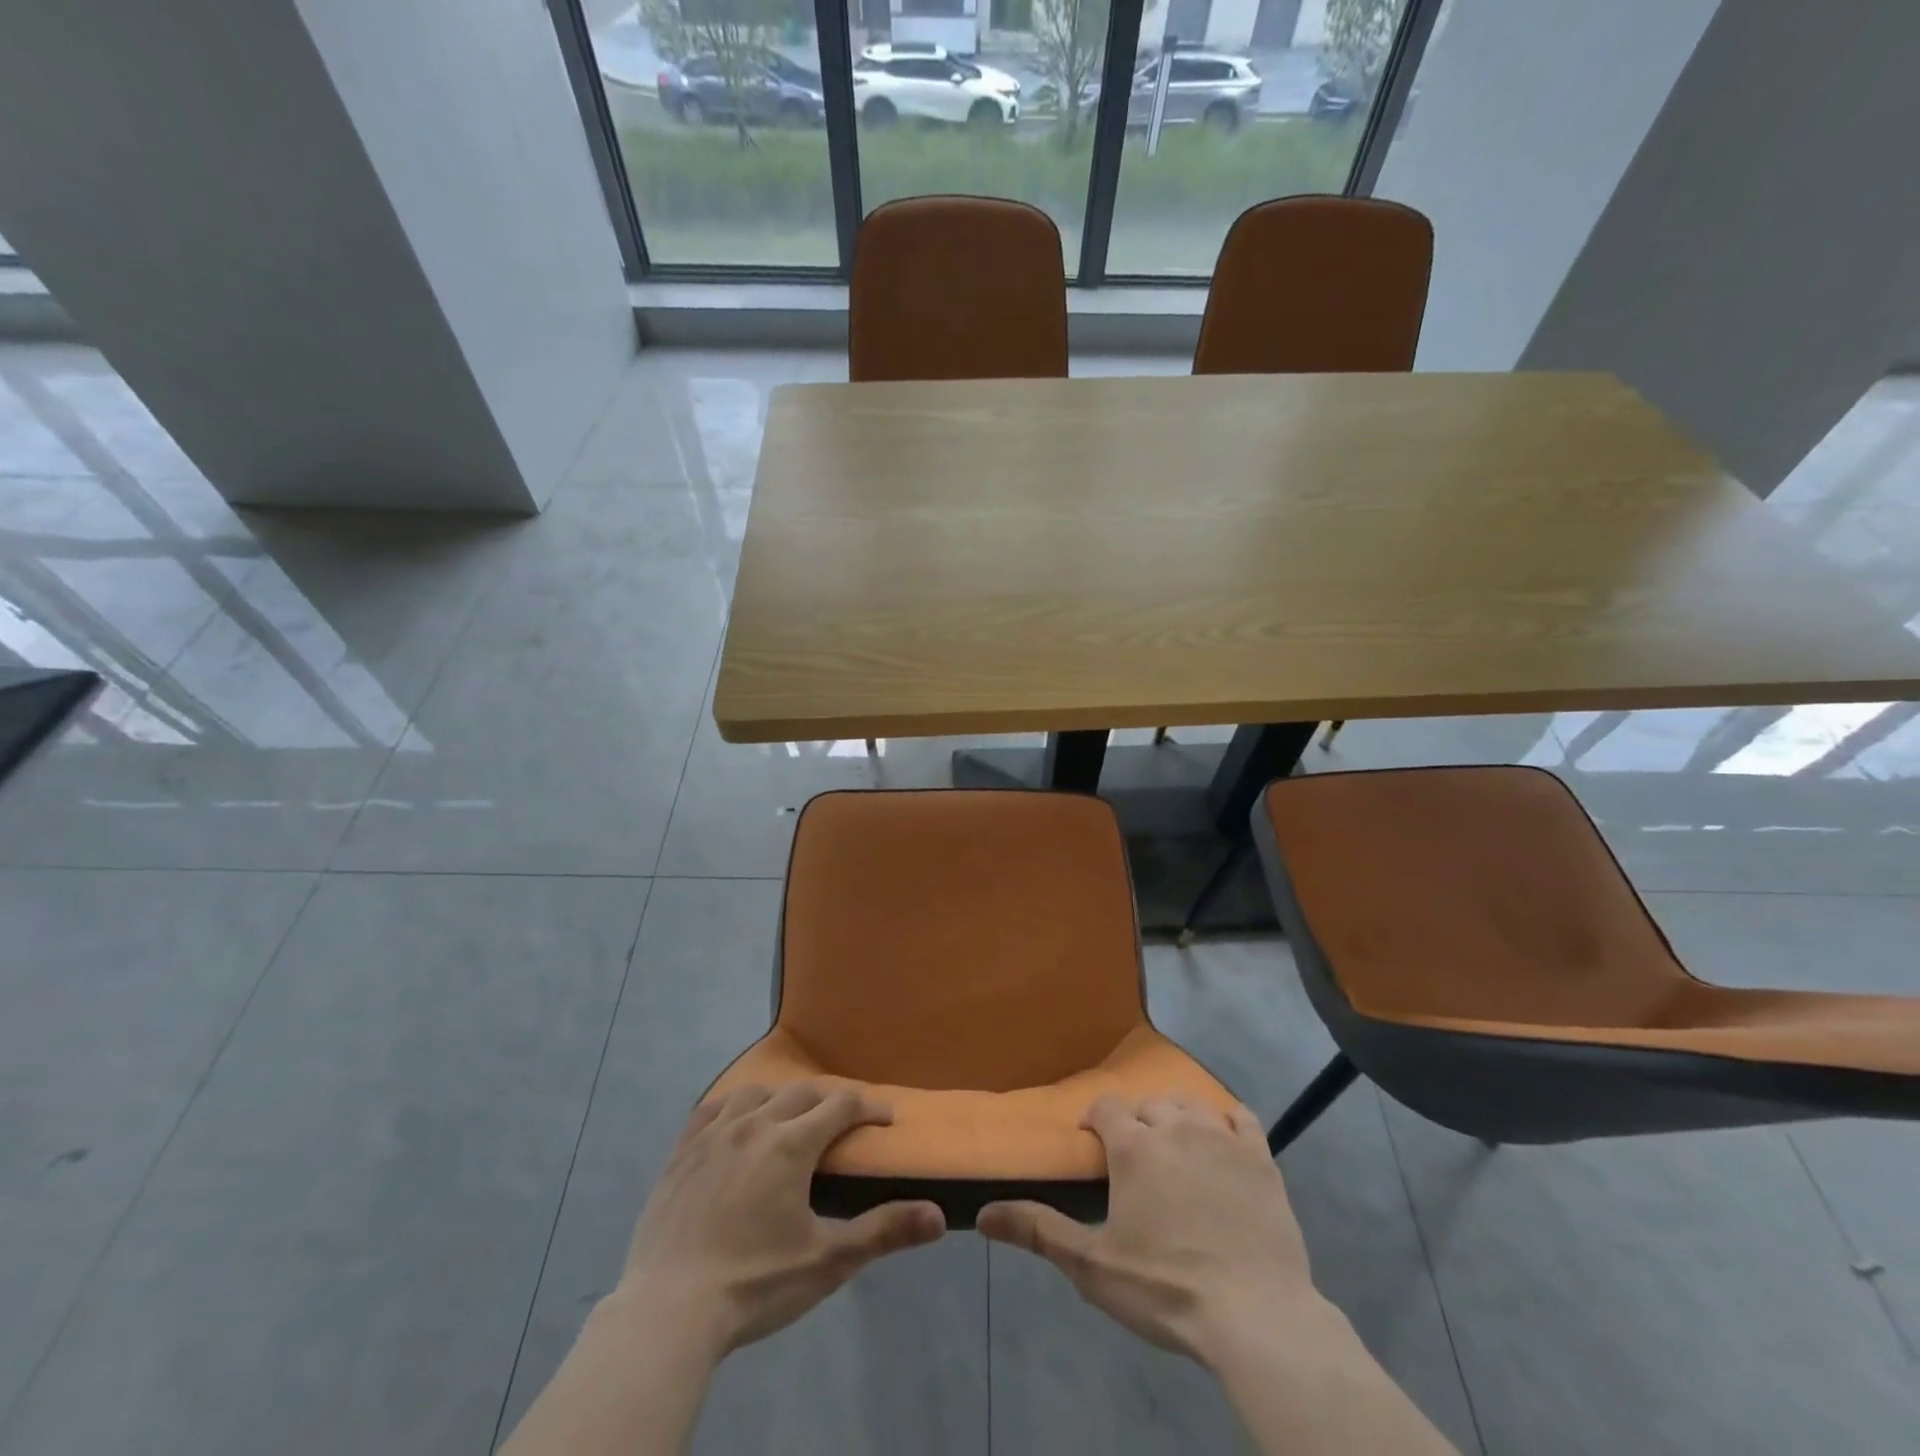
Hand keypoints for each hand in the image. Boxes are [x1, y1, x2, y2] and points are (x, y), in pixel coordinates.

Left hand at [613, 1084, 945, 1359]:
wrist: (667, 1312)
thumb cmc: (754, 1284)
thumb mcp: (827, 1261)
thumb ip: (883, 1231)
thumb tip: (938, 1215)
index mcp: (791, 1143)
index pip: (841, 1105)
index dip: (868, 1107)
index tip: (885, 1119)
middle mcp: (755, 1124)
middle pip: (801, 1092)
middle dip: (829, 1100)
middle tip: (842, 1122)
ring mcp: (713, 1134)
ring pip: (754, 1092)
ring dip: (779, 1098)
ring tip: (787, 1120)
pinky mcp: (681, 1152)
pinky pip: (709, 1109)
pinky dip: (731, 1106)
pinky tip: (734, 1122)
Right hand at [977, 1094, 1315, 1364]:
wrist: (1255, 1316)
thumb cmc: (1166, 1289)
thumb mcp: (1093, 1266)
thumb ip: (1038, 1231)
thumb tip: (982, 1213)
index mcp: (1134, 1145)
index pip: (1106, 1106)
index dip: (1096, 1119)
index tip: (1093, 1144)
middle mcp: (1175, 1126)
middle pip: (1148, 1104)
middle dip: (1136, 1121)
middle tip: (1134, 1159)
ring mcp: (1221, 1137)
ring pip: (1190, 1104)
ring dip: (1176, 1117)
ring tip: (1174, 1148)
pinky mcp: (1260, 1157)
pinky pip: (1240, 1117)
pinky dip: (1226, 1122)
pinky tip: (1223, 1142)